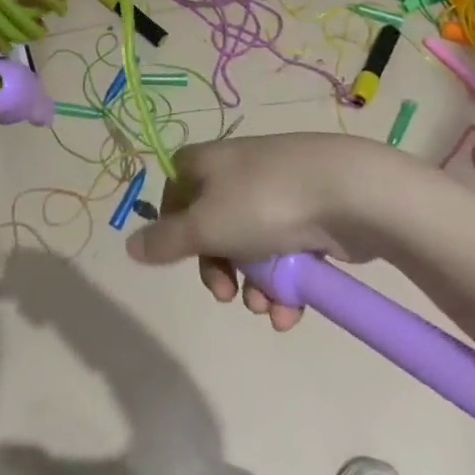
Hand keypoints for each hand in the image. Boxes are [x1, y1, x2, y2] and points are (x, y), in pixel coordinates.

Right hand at [125, 134, 395, 330]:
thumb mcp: (205, 225)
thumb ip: (165, 241)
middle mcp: (236, 173)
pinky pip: (282, 254)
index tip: (181, 256)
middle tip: (226, 294)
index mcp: (206, 163)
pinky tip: (290, 311)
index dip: (173, 226)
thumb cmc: (262, 203)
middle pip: (211, 227)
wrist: (345, 191)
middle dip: (219, 270)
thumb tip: (129, 247)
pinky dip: (283, 285)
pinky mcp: (306, 216)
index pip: (174, 190)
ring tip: (270, 308)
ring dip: (255, 287)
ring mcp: (274, 193)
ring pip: (249, 248)